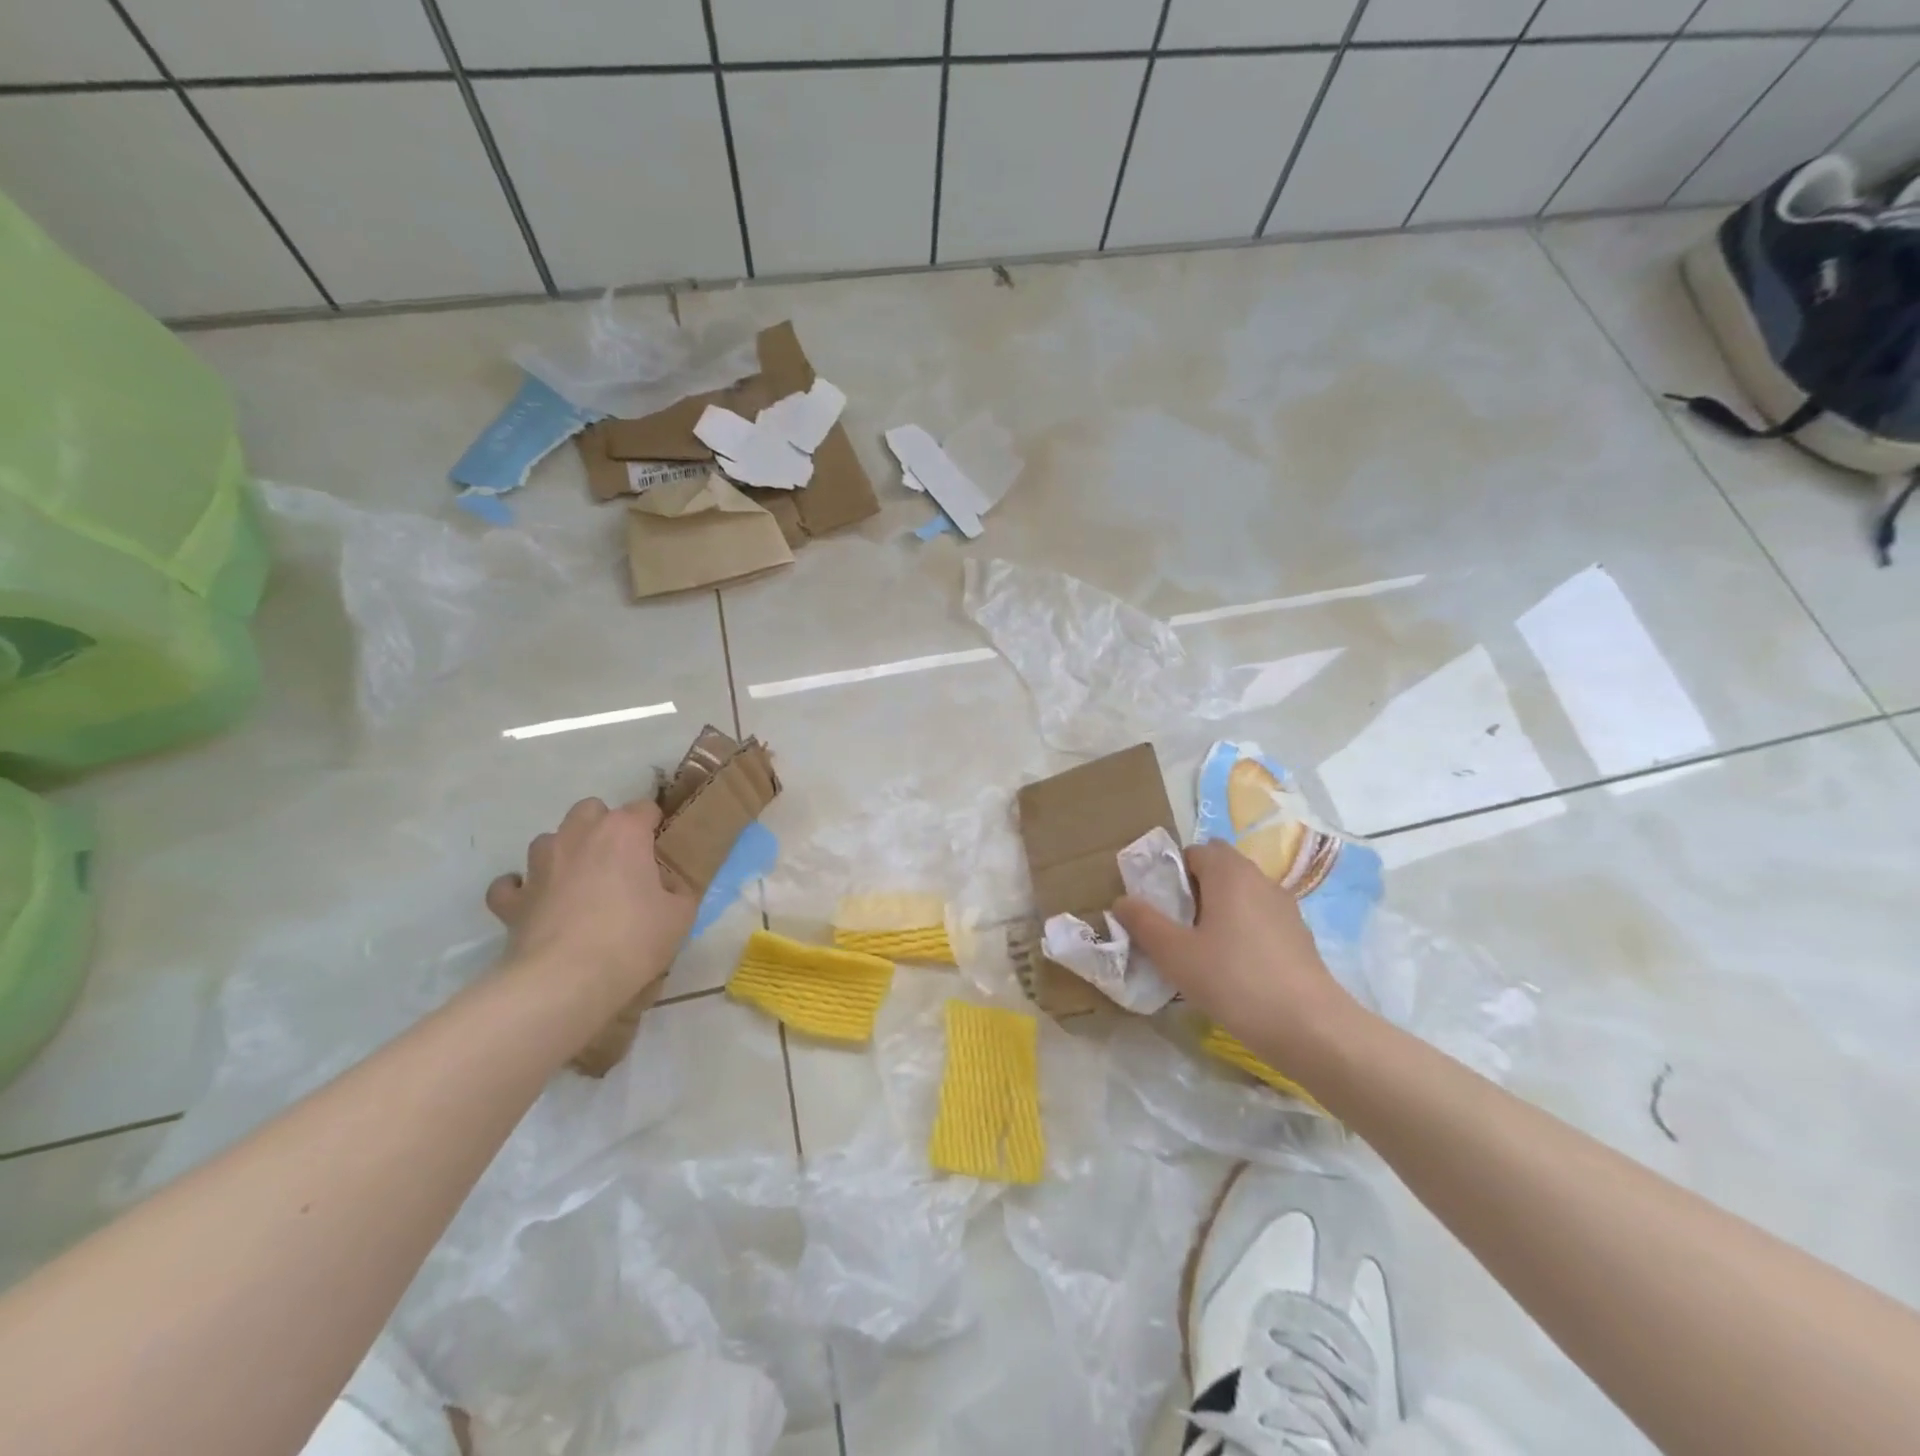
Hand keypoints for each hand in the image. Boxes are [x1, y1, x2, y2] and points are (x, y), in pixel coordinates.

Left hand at [485, 798, 698, 1013]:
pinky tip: (535, 902)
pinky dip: (522, 889)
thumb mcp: (681, 914)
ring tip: (579, 882)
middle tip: (620, 861)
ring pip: (549, 840)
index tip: (661, 851)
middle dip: (604, 826)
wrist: (566, 980)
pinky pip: (511, 884)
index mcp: (623, 832)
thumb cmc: (632, 939)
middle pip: (590, 810)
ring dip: (564, 853)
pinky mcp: (513, 900)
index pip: (644, 809)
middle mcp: (578, 836)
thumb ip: (678, 889)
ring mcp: (539, 865)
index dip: (654, 826)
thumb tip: (666, 886)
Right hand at [1111, 840, 1363, 1078]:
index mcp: (1229, 872)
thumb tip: (1122, 901)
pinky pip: (1260, 918)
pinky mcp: (1299, 935)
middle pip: (1220, 868)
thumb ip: (1144, 922)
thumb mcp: (1175, 954)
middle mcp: (1259, 879)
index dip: (1171, 872)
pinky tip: (1234, 967)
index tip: (1159, 905)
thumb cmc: (1234, 980)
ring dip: (1219, 909)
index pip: (1194, 851)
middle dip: (1194, 888)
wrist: (1310, 1027)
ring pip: (1242, 893)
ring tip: (1201, 948)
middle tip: (1176, 925)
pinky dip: (1242, 929)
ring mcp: (1284, 907)